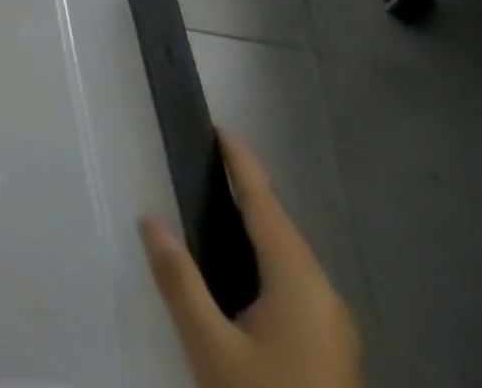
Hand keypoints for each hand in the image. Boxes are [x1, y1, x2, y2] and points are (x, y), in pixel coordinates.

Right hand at [139, 133, 364, 387]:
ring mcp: (332, 328)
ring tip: (220, 199)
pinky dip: (265, 255)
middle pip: (281, 228)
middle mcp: (324, 297)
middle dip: (249, 191)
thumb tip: (149, 220)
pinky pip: (293, 281)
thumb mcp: (211, 348)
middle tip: (210, 158)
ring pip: (289, 257)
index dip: (243, 166)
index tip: (222, 129)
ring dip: (257, 224)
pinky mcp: (329, 351)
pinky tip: (242, 263)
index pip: (265, 206)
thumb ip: (179, 280)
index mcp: (299, 284)